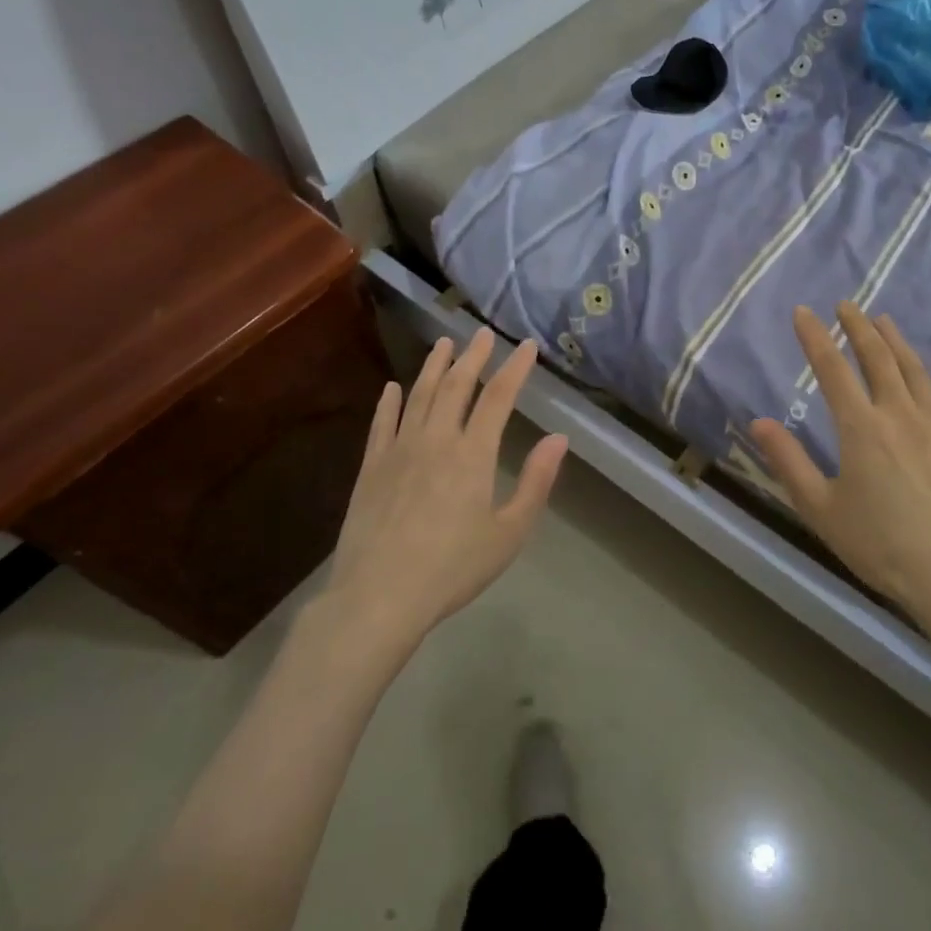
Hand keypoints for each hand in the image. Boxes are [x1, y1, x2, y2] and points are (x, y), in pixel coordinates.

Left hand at [320, 328, 567, 650]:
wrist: (379, 596)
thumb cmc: (453, 568)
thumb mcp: (509, 532)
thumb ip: (536, 482)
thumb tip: (559, 438)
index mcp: (473, 453)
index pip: (499, 397)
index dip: (514, 368)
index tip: (524, 346)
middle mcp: (436, 439)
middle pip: (457, 385)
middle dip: (473, 356)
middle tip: (482, 334)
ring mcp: (399, 450)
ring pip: (419, 395)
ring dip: (433, 366)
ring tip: (443, 343)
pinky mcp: (371, 467)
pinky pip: (382, 423)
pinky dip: (389, 402)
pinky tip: (392, 387)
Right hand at [751, 302, 930, 630]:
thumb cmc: (879, 545)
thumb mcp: (820, 508)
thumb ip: (789, 461)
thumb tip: (759, 421)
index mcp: (860, 428)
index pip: (831, 369)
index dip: (814, 337)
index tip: (802, 312)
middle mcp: (898, 415)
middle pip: (877, 358)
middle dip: (858, 327)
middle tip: (846, 304)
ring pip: (914, 371)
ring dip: (897, 341)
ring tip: (884, 319)